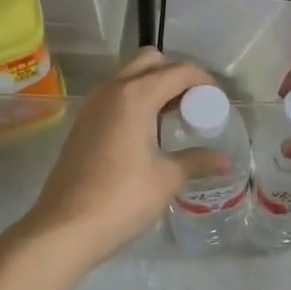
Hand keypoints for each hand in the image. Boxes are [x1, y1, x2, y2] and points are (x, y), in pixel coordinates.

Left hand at [21, 49, 215, 266]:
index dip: (204, 82)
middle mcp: (112, 90)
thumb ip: (198, 161)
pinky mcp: (83, 123)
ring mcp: (93, 105)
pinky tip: (148, 133)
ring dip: (154, 86)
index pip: (179, 71)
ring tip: (174, 119)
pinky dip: (136, 100)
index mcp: (136, 95)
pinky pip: (115, 96)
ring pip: (129, 76)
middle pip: (150, 61)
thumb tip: (225, 161)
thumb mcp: (168, 178)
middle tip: (193, 105)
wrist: (65, 228)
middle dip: (176, 75)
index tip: (218, 103)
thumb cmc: (122, 198)